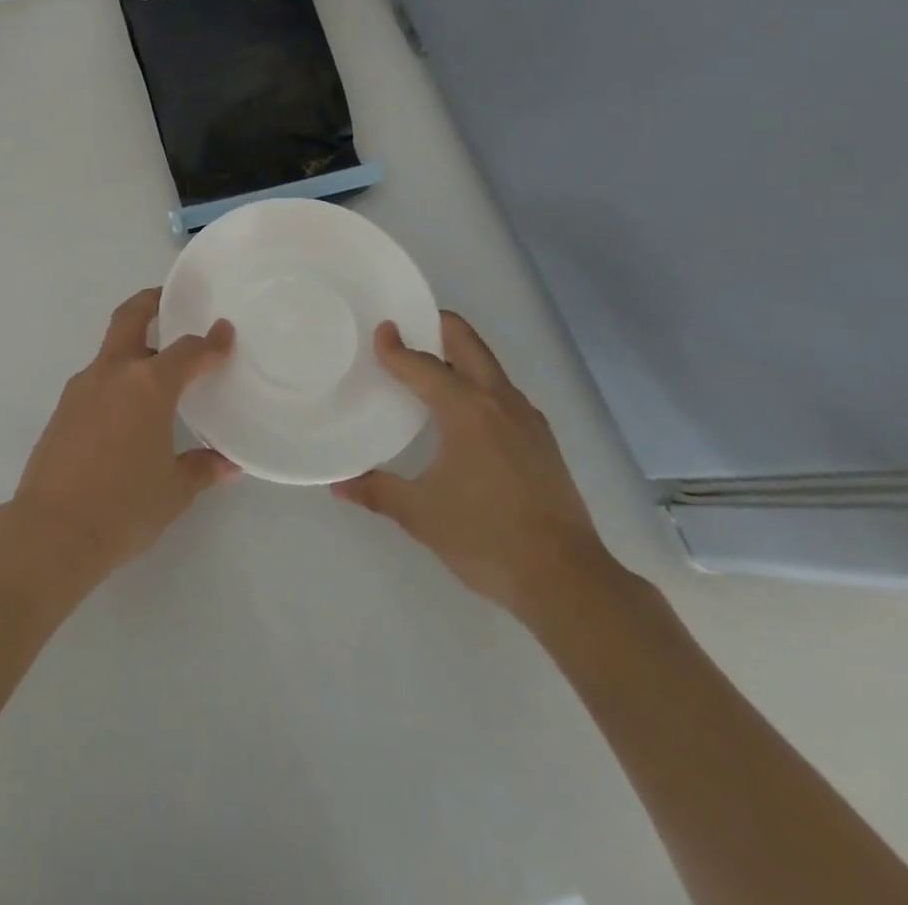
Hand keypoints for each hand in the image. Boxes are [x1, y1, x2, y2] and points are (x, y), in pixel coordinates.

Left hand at [11, 288, 237, 576]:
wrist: (50, 531)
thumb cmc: (123, 508)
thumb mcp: (173, 491)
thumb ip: (201, 469)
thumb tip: (228, 465)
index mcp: (148, 386)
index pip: (187, 351)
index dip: (211, 342)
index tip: (224, 333)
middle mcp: (113, 374)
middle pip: (130, 317)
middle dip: (151, 301)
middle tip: (170, 299)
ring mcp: (82, 388)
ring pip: (111, 349)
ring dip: (133, 346)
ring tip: (156, 367)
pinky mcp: (63, 408)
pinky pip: (96, 379)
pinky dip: (116, 379)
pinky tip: (127, 409)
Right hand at [332, 311, 615, 621]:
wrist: (568, 580)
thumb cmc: (486, 538)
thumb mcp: (421, 514)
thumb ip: (378, 491)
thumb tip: (339, 485)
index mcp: (467, 410)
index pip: (423, 365)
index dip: (397, 347)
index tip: (379, 330)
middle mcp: (500, 402)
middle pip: (467, 343)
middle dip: (437, 327)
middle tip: (407, 328)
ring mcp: (527, 419)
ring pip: (489, 367)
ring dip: (458, 356)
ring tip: (428, 367)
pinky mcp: (542, 441)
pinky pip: (502, 393)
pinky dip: (477, 384)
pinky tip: (463, 412)